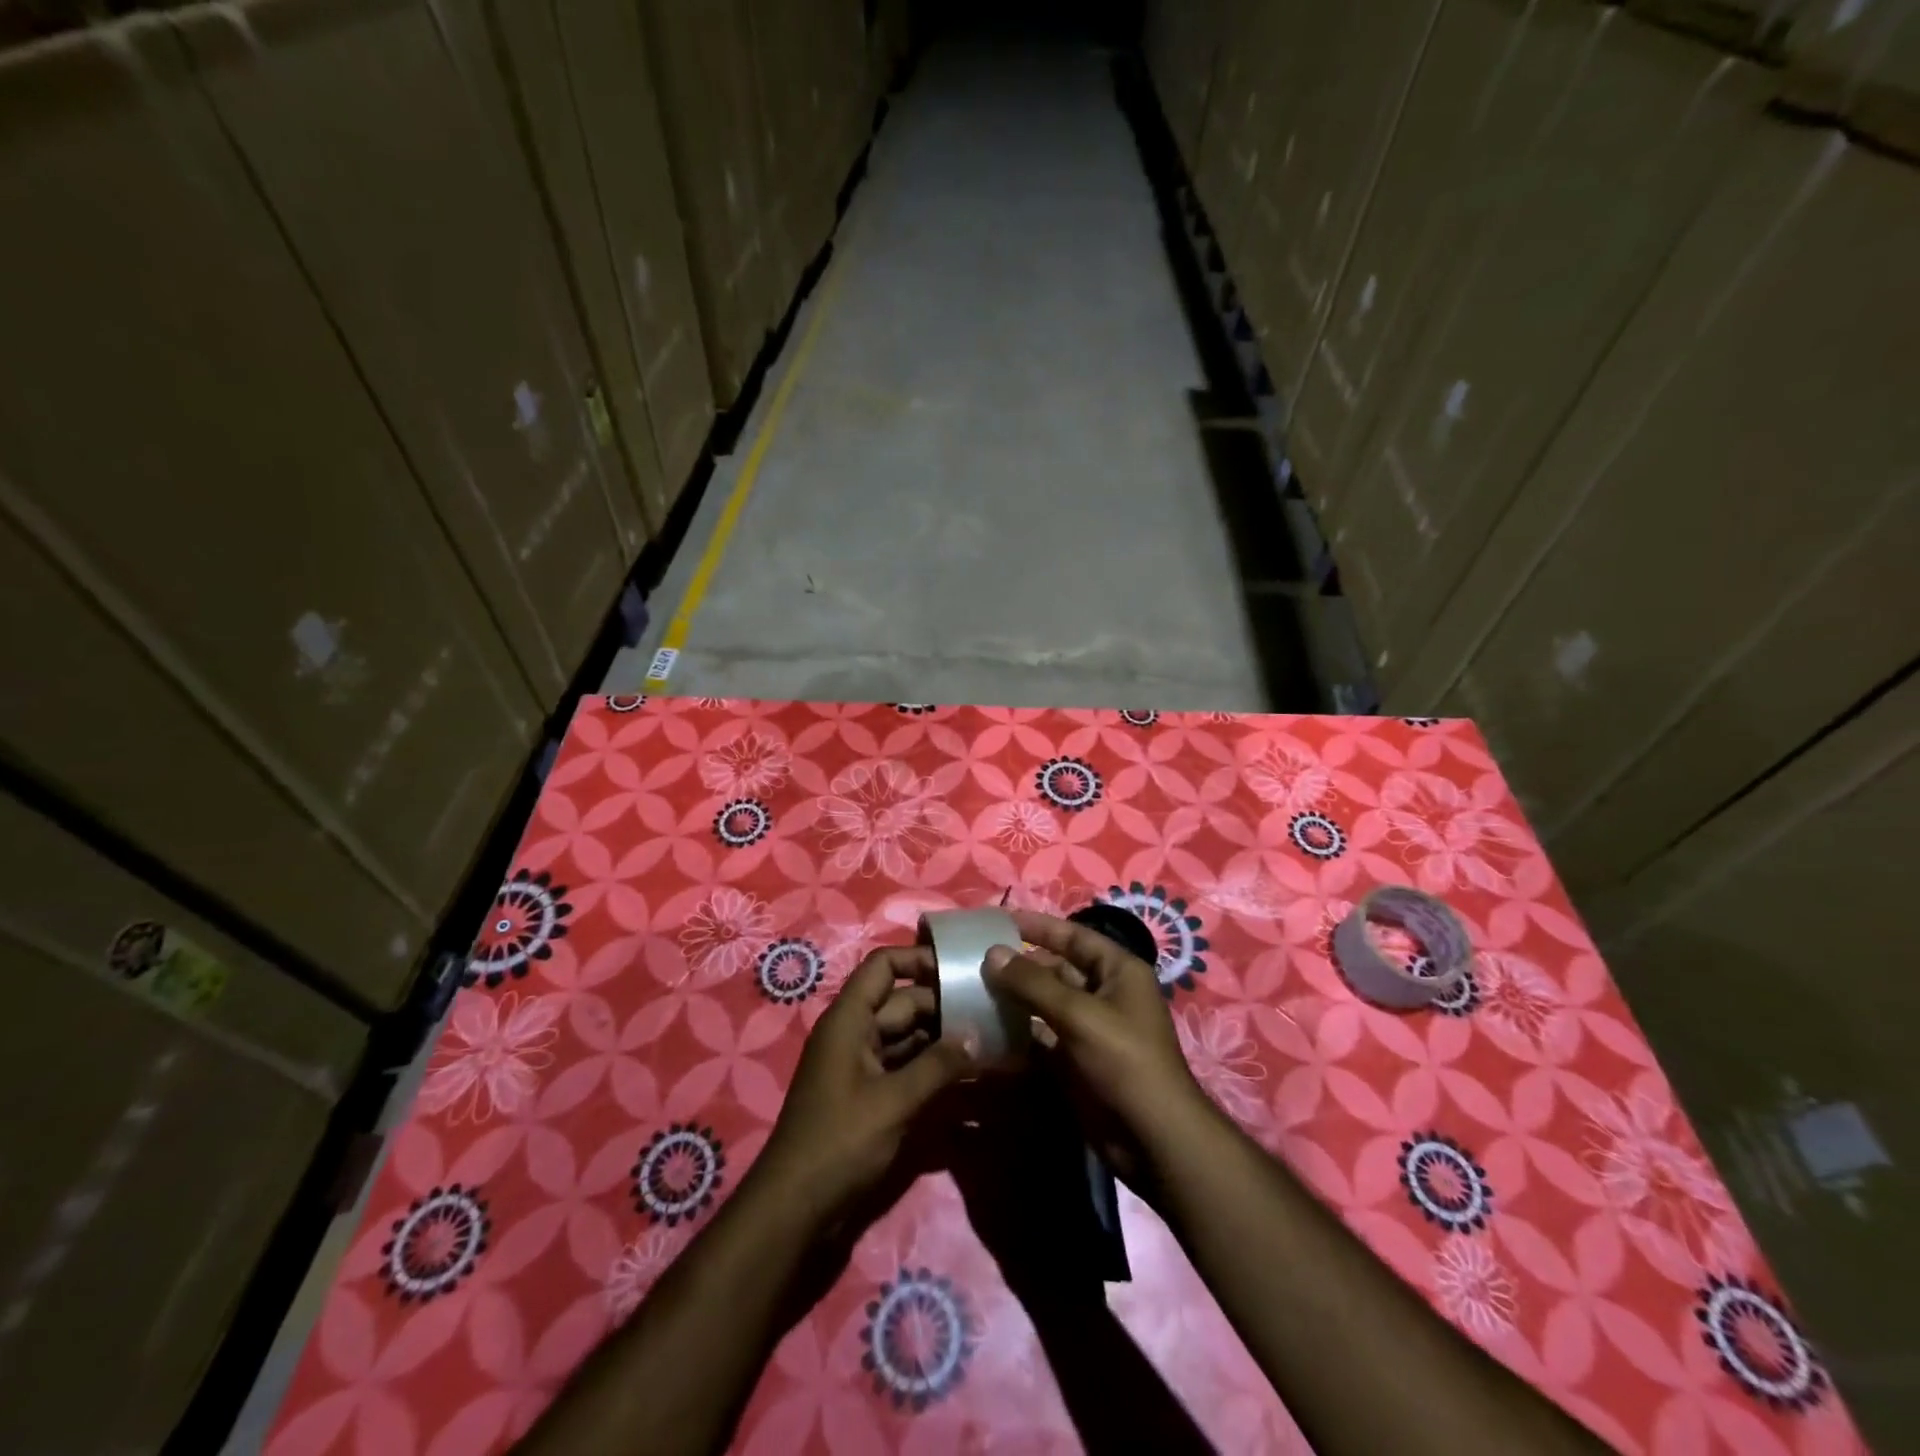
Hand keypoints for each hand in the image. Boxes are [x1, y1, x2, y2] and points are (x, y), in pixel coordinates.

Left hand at [755, 945, 974, 1231]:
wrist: (796, 1210)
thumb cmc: (840, 1142)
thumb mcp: (894, 1102)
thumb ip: (938, 1065)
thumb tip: (977, 1034)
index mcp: (850, 1019)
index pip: (883, 965)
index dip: (919, 959)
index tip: (960, 969)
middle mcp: (855, 1033)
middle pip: (903, 1003)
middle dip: (944, 1005)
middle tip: (991, 1010)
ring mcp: (861, 1065)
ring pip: (908, 1037)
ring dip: (943, 1039)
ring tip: (990, 1039)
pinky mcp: (869, 1096)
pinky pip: (905, 1067)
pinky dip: (932, 1068)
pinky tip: (967, 1075)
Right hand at [981, 909, 1214, 1193]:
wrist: (1153, 1139)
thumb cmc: (1124, 1061)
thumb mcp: (1079, 1015)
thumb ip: (1033, 983)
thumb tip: (992, 953)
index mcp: (1118, 971)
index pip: (1073, 936)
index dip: (1038, 926)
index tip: (998, 921)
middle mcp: (1104, 994)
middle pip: (1056, 969)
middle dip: (1019, 966)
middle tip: (974, 962)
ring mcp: (1090, 1029)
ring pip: (1045, 1004)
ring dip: (1014, 1000)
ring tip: (971, 992)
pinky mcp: (1076, 1061)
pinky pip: (1041, 1037)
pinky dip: (1018, 1033)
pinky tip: (985, 1030)